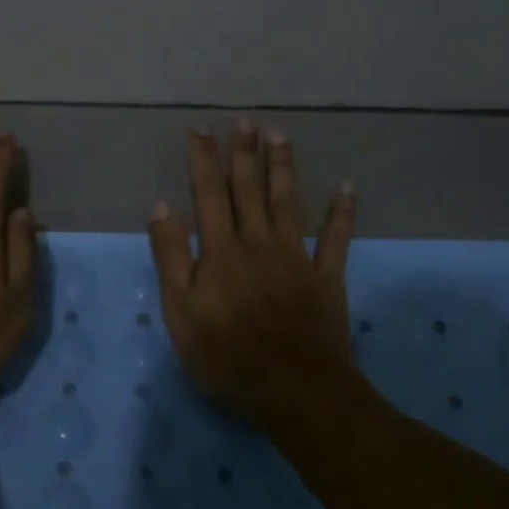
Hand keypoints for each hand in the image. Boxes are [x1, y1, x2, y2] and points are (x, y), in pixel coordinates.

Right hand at [145, 121, 356, 425]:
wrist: (292, 389)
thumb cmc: (226, 354)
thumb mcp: (179, 311)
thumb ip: (170, 256)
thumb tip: (160, 206)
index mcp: (221, 250)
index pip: (208, 194)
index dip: (204, 159)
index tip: (201, 129)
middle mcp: (258, 242)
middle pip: (249, 190)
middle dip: (245, 153)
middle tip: (247, 120)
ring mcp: (296, 257)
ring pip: (287, 203)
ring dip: (283, 168)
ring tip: (281, 136)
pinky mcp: (326, 277)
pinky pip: (336, 239)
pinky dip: (342, 213)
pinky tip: (347, 187)